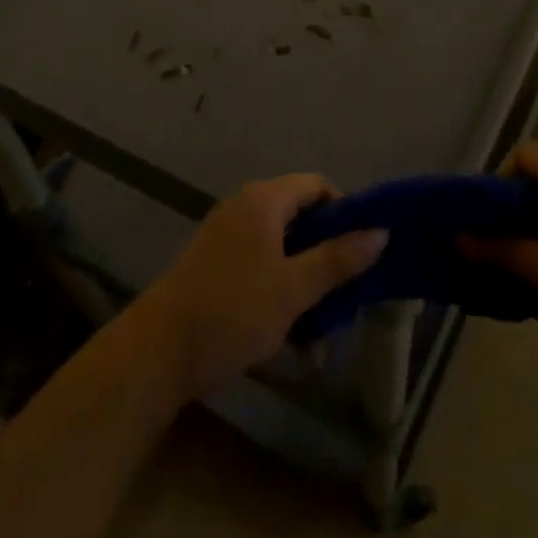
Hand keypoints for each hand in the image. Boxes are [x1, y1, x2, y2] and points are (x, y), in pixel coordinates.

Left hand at [134, 175, 386, 401]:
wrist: (156, 352)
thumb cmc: (232, 311)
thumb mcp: (294, 289)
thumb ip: (338, 259)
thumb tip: (381, 231)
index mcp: (264, 200)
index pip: (317, 185)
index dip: (345, 212)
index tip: (360, 250)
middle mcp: (244, 205)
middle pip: (300, 213)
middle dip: (326, 249)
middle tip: (345, 288)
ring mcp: (226, 233)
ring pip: (281, 242)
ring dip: (303, 273)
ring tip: (320, 316)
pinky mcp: (214, 261)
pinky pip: (259, 259)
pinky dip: (278, 282)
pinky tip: (287, 324)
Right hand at [464, 147, 537, 373]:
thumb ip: (500, 251)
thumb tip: (459, 238)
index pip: (524, 155)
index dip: (497, 179)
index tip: (484, 218)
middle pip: (535, 186)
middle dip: (505, 216)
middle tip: (486, 249)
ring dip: (524, 240)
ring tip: (505, 276)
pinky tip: (537, 295)